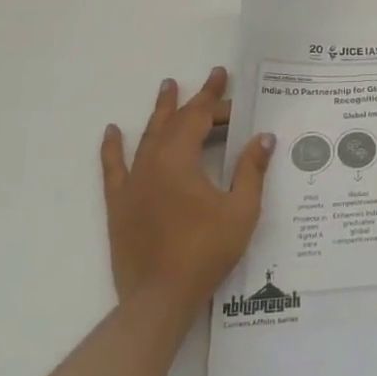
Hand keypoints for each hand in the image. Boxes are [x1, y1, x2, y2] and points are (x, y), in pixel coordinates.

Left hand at [99, 67, 275, 325]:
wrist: (160, 297)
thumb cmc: (206, 251)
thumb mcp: (241, 210)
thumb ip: (251, 170)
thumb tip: (264, 138)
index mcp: (180, 160)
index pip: (199, 118)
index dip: (215, 98)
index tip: (224, 78)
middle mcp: (152, 164)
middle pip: (176, 123)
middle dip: (196, 102)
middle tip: (212, 81)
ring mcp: (132, 183)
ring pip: (147, 137)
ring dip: (160, 112)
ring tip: (167, 87)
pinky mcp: (120, 204)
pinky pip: (113, 168)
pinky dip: (113, 148)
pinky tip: (112, 131)